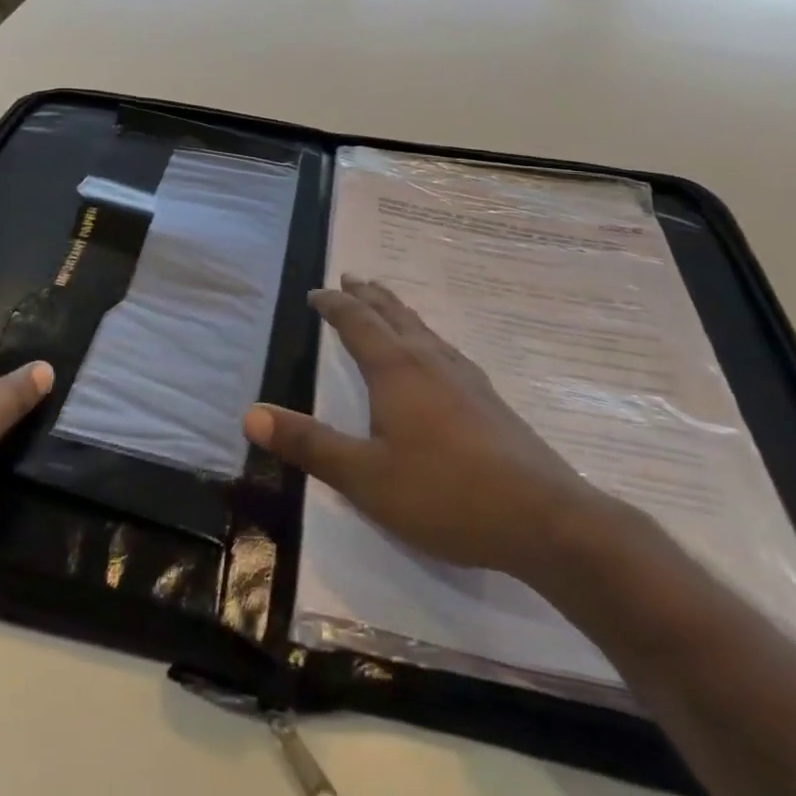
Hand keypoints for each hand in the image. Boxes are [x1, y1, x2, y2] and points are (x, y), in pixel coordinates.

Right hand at [245, 276, 611, 584]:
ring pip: (422, 328)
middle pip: (392, 313)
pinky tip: (435, 355)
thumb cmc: (445, 493)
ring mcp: (464, 376)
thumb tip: (251, 415)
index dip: (333, 304)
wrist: (544, 518)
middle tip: (350, 277)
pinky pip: (444, 348)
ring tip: (386, 303)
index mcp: (395, 368)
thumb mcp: (364, 477)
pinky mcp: (488, 398)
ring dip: (396, 310)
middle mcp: (429, 359)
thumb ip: (309, 444)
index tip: (316, 292)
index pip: (356, 321)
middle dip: (366, 295)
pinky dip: (424, 334)